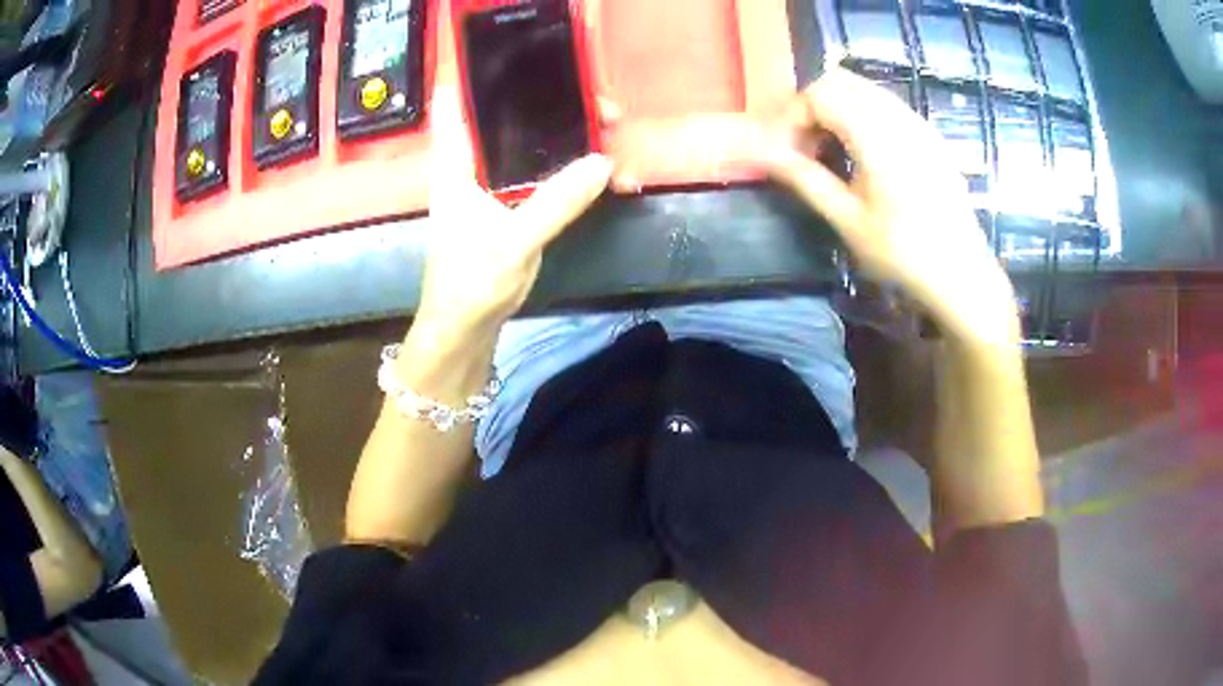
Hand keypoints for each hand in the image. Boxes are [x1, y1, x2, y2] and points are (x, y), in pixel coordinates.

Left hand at [418, 85, 612, 339]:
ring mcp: (494, 186)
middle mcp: (474, 166)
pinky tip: (604, 174)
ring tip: (612, 133)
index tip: (535, 67)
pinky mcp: (512, 205)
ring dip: (569, 139)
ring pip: (532, 147)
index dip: (489, 79)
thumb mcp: (514, 240)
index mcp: (457, 164)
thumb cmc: (471, 281)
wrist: (465, 328)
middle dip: (553, 107)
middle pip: (510, 119)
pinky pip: (545, 176)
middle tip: (601, 107)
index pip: (460, 103)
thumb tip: (602, 162)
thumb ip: (557, 201)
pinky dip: (571, 171)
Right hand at [761, 69, 1019, 347]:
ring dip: (838, 109)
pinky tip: (864, 155)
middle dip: (812, 106)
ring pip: (864, 89)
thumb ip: (805, 179)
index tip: (786, 152)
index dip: (793, 116)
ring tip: (831, 152)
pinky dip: (862, 115)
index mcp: (876, 135)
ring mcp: (918, 123)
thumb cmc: (904, 253)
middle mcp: (898, 117)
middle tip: (805, 147)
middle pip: (841, 81)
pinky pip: (886, 105)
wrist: (962, 274)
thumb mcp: (848, 221)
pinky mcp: (929, 135)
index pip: (820, 93)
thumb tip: (763, 154)